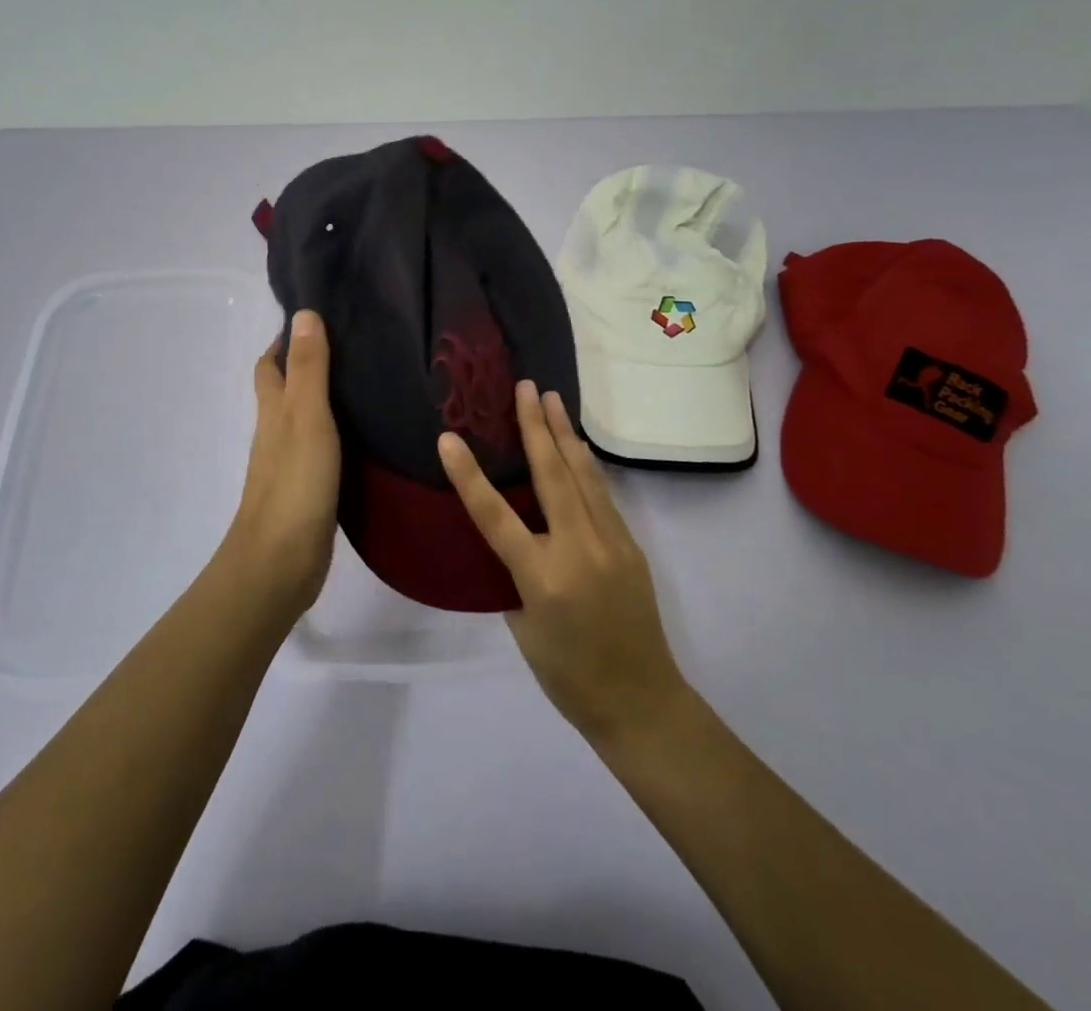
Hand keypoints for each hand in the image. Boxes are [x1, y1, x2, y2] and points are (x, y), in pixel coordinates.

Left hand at [224, 309, 340, 617]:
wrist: (281, 562)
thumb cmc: (294, 483)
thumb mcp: (306, 417)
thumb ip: (308, 369)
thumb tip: (303, 313)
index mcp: (273, 411)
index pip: (270, 365)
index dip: (285, 340)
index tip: (318, 318)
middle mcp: (277, 432)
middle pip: (285, 390)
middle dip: (306, 365)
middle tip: (351, 346)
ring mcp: (292, 463)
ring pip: (305, 419)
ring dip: (325, 399)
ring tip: (367, 381)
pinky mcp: (309, 489)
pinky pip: (322, 449)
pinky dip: (338, 434)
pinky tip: (365, 433)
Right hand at [438, 381, 688, 744]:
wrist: (642, 702)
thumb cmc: (569, 676)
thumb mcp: (525, 628)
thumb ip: (516, 575)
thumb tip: (516, 536)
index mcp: (543, 578)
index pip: (496, 517)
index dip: (469, 476)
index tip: (448, 438)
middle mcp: (579, 550)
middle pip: (552, 476)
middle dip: (536, 427)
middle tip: (525, 387)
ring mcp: (611, 543)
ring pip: (583, 476)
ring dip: (565, 435)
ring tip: (552, 399)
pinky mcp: (630, 545)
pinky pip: (601, 494)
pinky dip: (585, 465)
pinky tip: (577, 447)